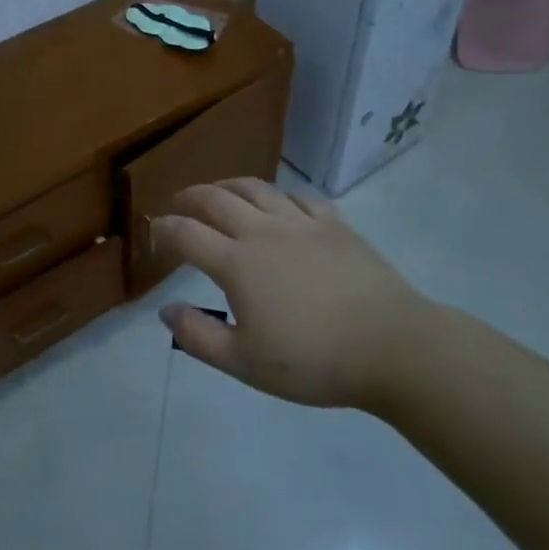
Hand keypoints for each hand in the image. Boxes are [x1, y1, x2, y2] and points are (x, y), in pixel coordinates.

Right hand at [154, 179, 436, 413]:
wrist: (394, 348)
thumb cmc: (315, 361)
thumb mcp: (246, 363)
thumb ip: (198, 336)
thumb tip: (164, 310)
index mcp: (237, 263)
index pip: (185, 233)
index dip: (162, 230)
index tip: (154, 238)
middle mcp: (262, 231)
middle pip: (214, 198)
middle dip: (188, 198)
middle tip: (177, 205)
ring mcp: (300, 222)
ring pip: (254, 187)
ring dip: (227, 186)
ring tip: (218, 194)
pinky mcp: (334, 223)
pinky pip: (298, 196)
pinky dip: (277, 195)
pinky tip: (278, 205)